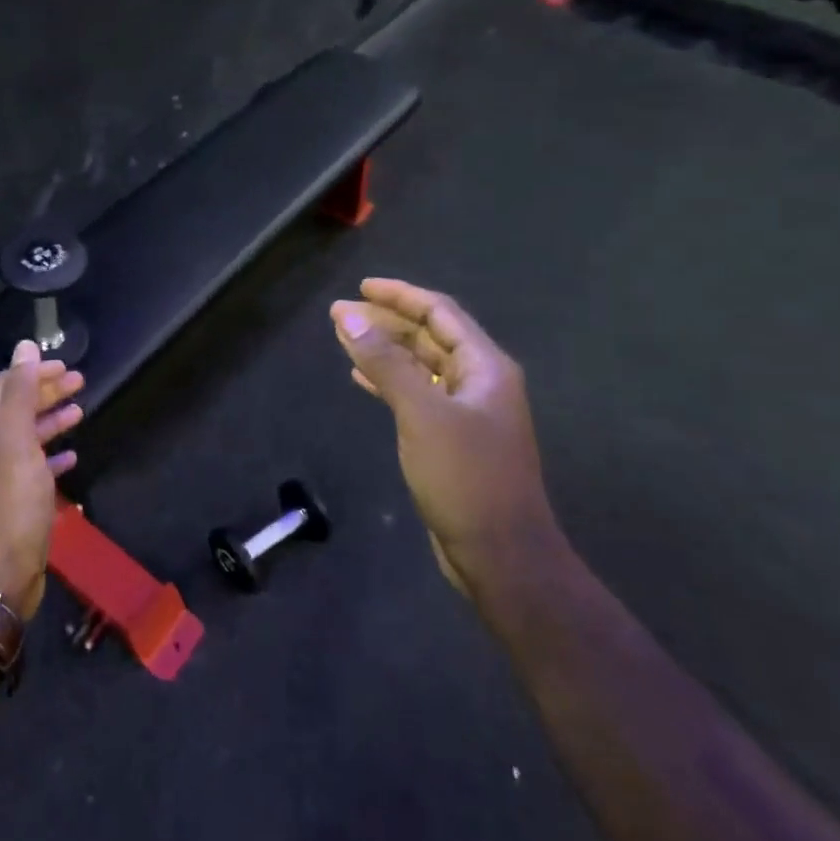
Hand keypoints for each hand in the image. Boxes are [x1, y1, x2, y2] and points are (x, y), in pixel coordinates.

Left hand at [0, 340, 84, 615]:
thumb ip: (21, 391)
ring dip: (52, 420)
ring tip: (81, 411)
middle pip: (18, 407)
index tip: (66, 364)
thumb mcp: (16, 439)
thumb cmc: (9, 502)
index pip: (7, 385)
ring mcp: (1, 476)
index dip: (34, 371)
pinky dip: (53, 456)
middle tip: (81, 381)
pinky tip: (72, 456)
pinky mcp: (16, 502)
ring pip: (28, 436)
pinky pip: (36, 468)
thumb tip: (24, 345)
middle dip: (47, 391)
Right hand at [331, 278, 559, 597]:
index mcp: (485, 366)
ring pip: (420, 366)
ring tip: (344, 337)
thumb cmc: (466, 477)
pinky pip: (416, 394)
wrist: (499, 553)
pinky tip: (361, 377)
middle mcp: (479, 382)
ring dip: (384, 349)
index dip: (400, 295)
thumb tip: (351, 317)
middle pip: (429, 336)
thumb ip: (387, 362)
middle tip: (339, 313)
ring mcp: (466, 412)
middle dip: (386, 321)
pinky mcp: (451, 439)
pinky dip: (388, 381)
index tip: (361, 287)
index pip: (440, 313)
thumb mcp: (422, 413)